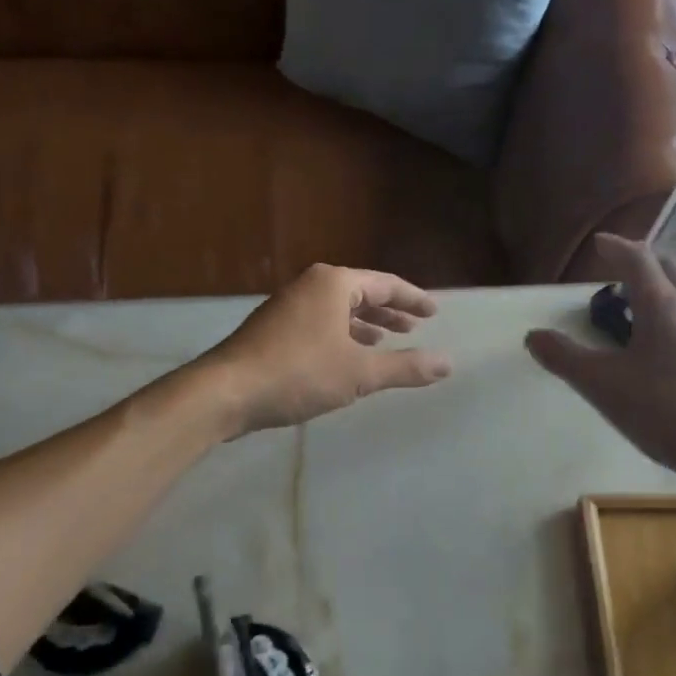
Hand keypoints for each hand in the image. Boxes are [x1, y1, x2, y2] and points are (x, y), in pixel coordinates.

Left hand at [201, 264, 451, 434]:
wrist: (226, 391)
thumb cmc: (298, 373)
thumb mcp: (359, 373)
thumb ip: (405, 367)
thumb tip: (448, 363)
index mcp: (333, 284)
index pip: (384, 283)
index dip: (412, 299)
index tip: (433, 312)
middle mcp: (309, 286)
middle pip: (360, 293)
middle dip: (388, 311)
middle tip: (413, 327)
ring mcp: (287, 306)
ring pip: (337, 310)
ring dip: (363, 325)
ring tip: (386, 341)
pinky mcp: (272, 330)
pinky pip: (319, 324)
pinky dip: (340, 336)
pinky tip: (345, 357)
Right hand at [525, 235, 675, 492]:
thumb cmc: (662, 407)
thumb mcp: (601, 383)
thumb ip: (564, 357)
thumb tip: (533, 336)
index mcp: (661, 305)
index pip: (638, 259)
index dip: (616, 247)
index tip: (599, 243)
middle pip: (669, 267)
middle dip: (642, 260)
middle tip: (617, 271)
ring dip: (658, 287)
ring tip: (633, 306)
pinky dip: (669, 312)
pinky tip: (656, 343)